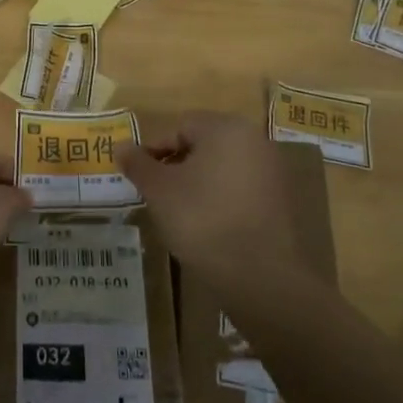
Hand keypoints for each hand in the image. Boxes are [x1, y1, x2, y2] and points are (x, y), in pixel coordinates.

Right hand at [118, 111, 314, 284]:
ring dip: (198, 183)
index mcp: (226, 128)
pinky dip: (221, 199)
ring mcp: (273, 171)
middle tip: (157, 194)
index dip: (154, 150)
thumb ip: (138, 164)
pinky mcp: (281, 200)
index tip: (140, 178)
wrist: (260, 275)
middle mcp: (255, 140)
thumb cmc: (202, 219)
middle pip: (203, 144)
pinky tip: (208, 225)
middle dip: (177, 166)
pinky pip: (241, 189)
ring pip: (222, 167)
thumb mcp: (159, 190)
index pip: (179, 127)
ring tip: (180, 212)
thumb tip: (120, 147)